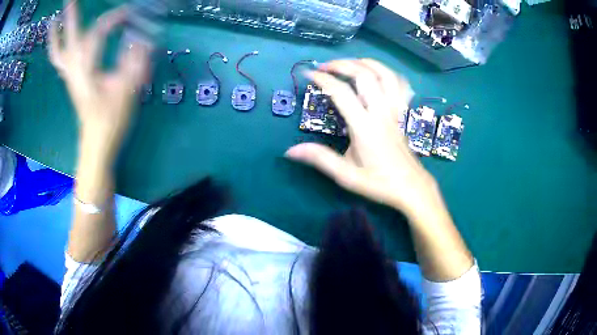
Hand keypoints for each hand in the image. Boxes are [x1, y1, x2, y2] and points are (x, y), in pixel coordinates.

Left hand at [49, 1, 149, 159]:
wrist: (97, 145)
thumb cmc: (111, 122)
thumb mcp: (126, 91)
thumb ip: (133, 62)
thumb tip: (142, 38)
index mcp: (87, 72)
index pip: (96, 35)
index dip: (111, 19)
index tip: (128, 13)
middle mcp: (74, 72)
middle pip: (69, 41)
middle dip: (70, 18)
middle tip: (70, 0)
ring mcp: (70, 77)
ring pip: (57, 54)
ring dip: (55, 36)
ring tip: (54, 20)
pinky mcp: (71, 81)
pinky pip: (59, 62)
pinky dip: (56, 49)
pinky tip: (57, 39)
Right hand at [285, 59, 438, 216]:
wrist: (411, 187)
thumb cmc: (379, 183)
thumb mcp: (346, 175)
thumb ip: (320, 159)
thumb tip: (290, 151)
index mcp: (365, 126)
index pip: (342, 93)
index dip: (323, 80)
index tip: (308, 74)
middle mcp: (381, 112)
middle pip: (364, 75)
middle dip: (342, 64)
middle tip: (325, 66)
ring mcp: (395, 110)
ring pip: (385, 75)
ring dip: (366, 63)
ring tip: (350, 62)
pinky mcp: (402, 113)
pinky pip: (400, 86)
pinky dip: (389, 73)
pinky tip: (378, 73)